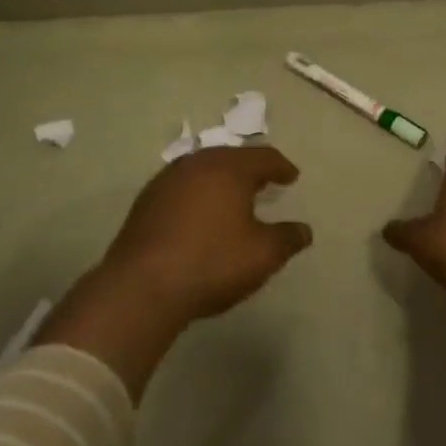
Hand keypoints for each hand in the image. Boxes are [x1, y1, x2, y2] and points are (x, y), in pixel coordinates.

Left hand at [90, 145, 312, 321]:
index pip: (263, 157)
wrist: (141, 288)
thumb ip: (288, 238)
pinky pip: (182, 188)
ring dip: (221, 180)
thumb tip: (304, 230)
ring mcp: (166, 181)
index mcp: (229, 169)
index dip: (281, 167)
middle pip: (230, 158)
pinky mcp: (145, 202)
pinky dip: (198, 195)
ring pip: (203, 170)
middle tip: (264, 182)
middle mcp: (197, 165)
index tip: (292, 177)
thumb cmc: (212, 263)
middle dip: (250, 169)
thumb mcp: (263, 255)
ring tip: (233, 198)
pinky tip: (200, 215)